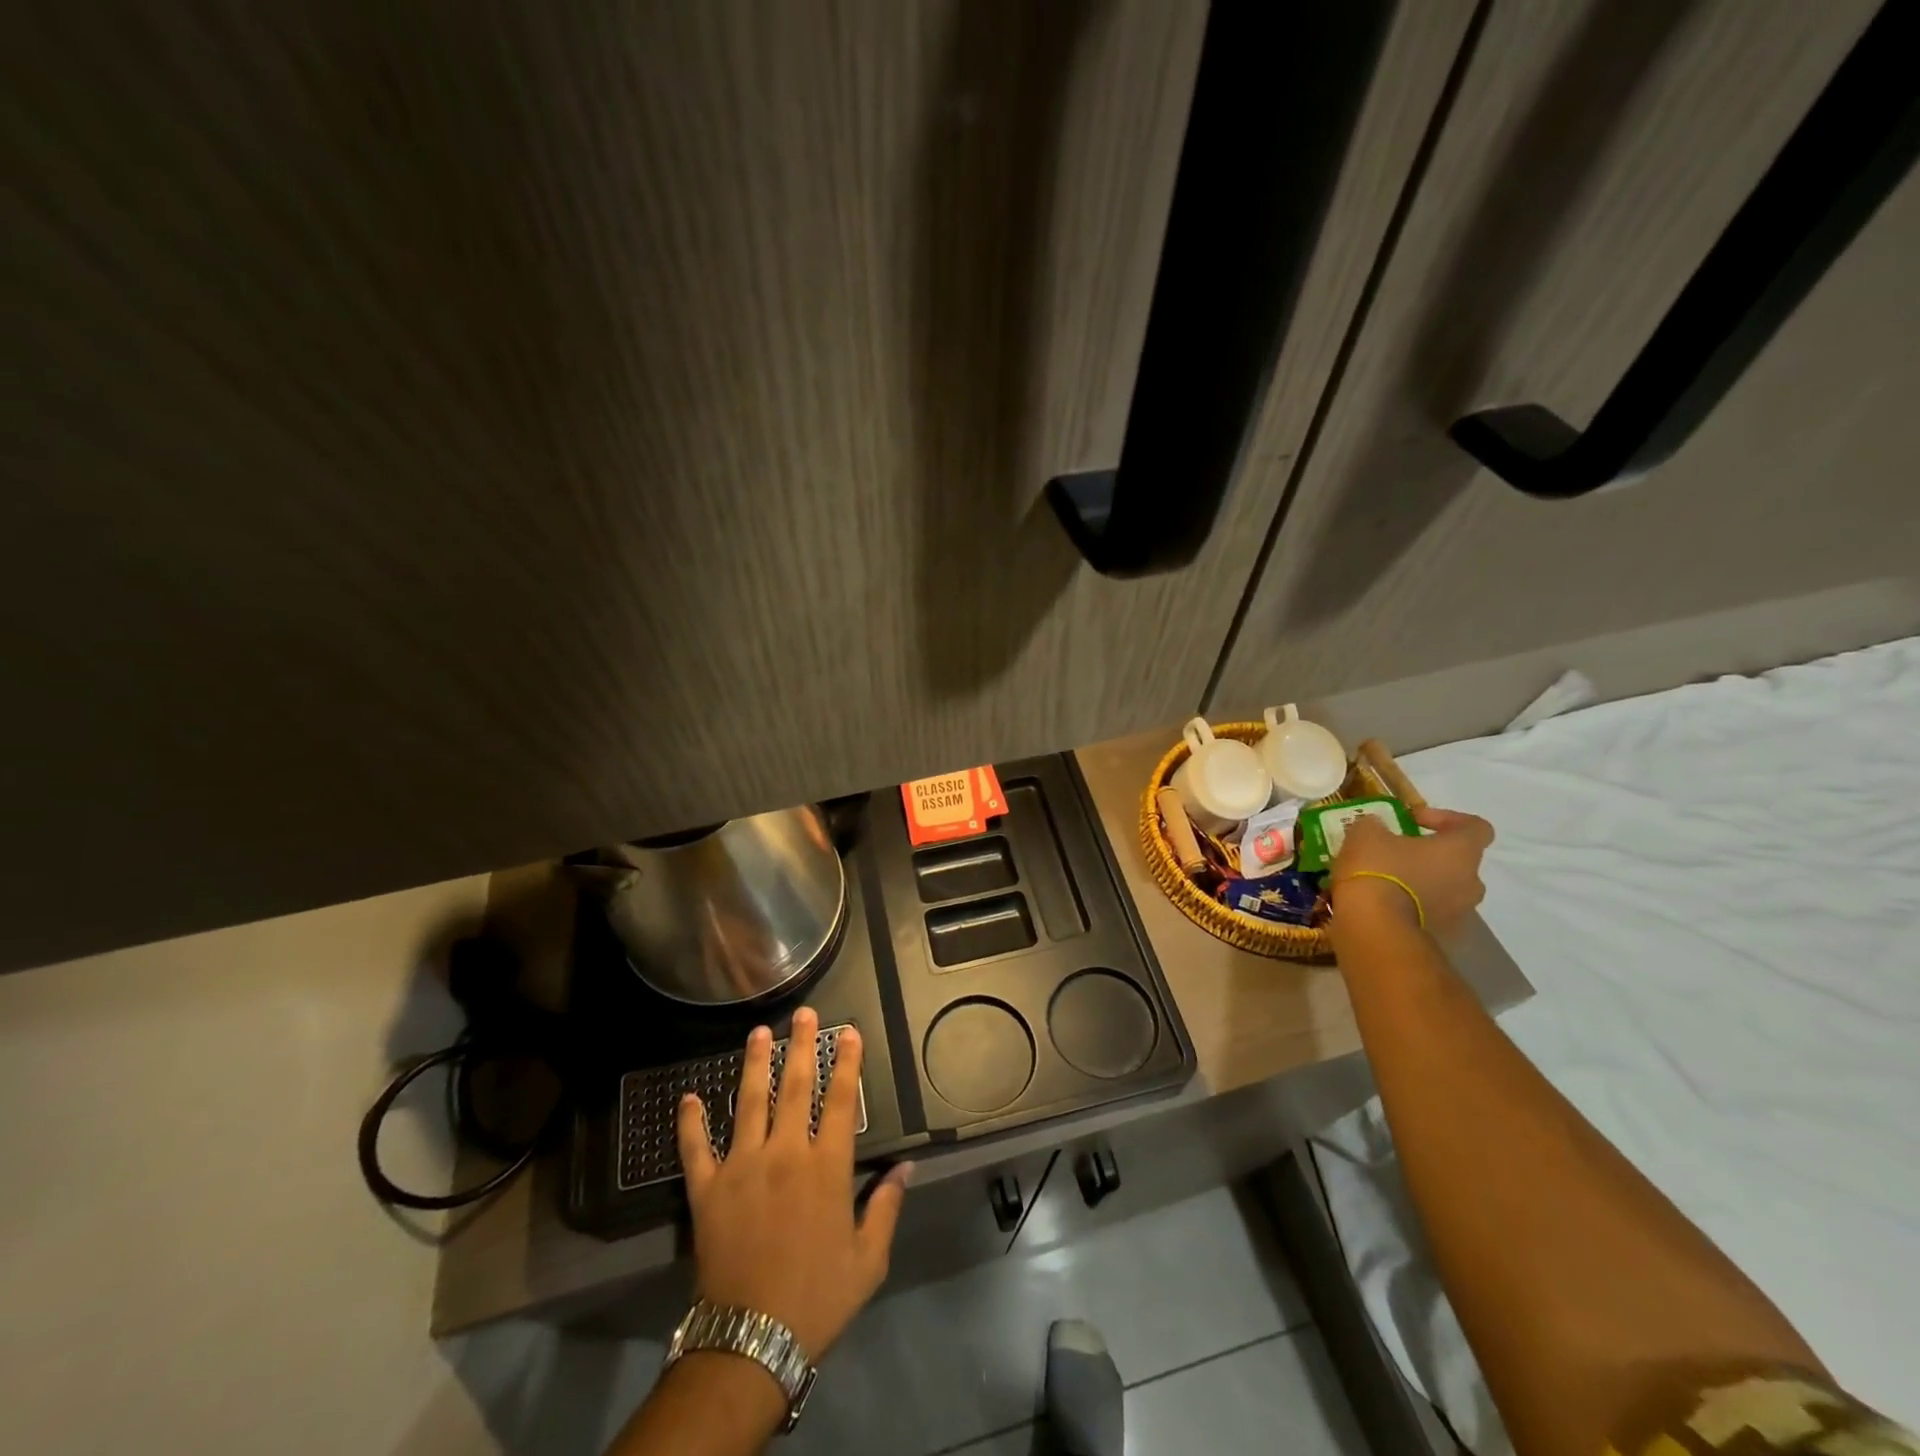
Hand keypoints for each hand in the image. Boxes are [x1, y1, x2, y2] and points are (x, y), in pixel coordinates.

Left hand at [676, 1007, 910, 1359]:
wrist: (751, 1341)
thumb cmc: (817, 1298)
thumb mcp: (868, 1259)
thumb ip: (886, 1206)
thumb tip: (907, 1167)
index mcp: (826, 1167)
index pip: (841, 1101)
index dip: (847, 1063)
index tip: (849, 1032)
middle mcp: (784, 1153)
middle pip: (795, 1087)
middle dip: (801, 1045)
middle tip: (802, 1013)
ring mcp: (741, 1167)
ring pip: (748, 1102)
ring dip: (754, 1063)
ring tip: (758, 1032)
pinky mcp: (707, 1190)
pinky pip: (695, 1148)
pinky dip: (690, 1122)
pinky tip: (688, 1098)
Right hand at [1330, 807, 1493, 935]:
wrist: (1374, 927)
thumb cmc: (1378, 869)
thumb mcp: (1366, 833)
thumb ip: (1377, 825)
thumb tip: (1378, 828)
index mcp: (1461, 851)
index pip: (1476, 827)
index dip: (1448, 819)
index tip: (1414, 821)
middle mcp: (1471, 882)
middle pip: (1460, 862)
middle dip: (1431, 856)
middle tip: (1397, 854)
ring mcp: (1459, 913)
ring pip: (1445, 890)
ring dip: (1423, 883)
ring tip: (1387, 882)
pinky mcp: (1442, 937)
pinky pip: (1431, 914)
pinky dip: (1413, 907)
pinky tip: (1383, 905)